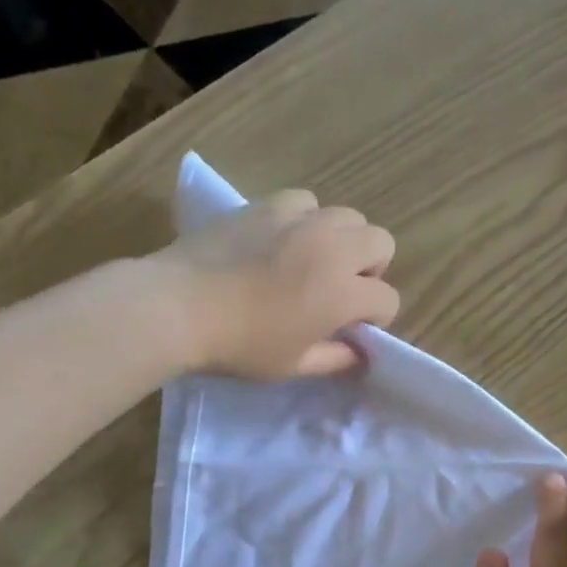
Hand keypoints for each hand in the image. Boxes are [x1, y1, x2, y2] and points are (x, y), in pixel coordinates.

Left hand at [156, 190, 400, 378]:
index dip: (377, 318)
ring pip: (349, 216)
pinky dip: (307, 219)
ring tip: (314, 260)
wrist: (179, 306)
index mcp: (343, 293)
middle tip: (342, 289)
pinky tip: (284, 239)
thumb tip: (358, 352)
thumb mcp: (293, 366)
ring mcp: (301, 220)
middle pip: (382, 242)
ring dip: (343, 240)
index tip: (354, 329)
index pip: (387, 298)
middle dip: (372, 268)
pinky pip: (307, 201)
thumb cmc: (240, 345)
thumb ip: (335, 358)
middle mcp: (332, 248)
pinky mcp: (269, 204)